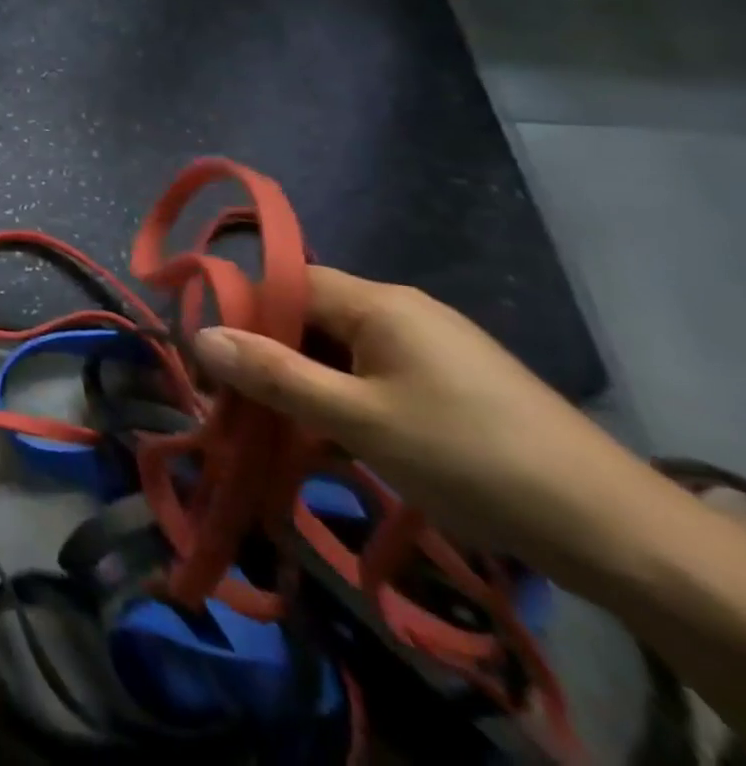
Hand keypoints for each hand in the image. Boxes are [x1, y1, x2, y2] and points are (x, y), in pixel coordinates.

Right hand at [191, 266, 660, 583]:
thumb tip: (197, 335)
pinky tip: (334, 435)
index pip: (285, 282)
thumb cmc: (470, 458)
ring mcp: (430, 346)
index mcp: (378, 302)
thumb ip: (274, 375)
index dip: (240, 311)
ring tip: (279, 426)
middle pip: (309, 315)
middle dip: (268, 353)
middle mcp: (401, 309)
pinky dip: (341, 396)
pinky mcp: (450, 382)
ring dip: (303, 381)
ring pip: (338, 348)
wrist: (618, 534)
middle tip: (237, 401)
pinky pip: (371, 372)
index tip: (209, 357)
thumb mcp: (359, 419)